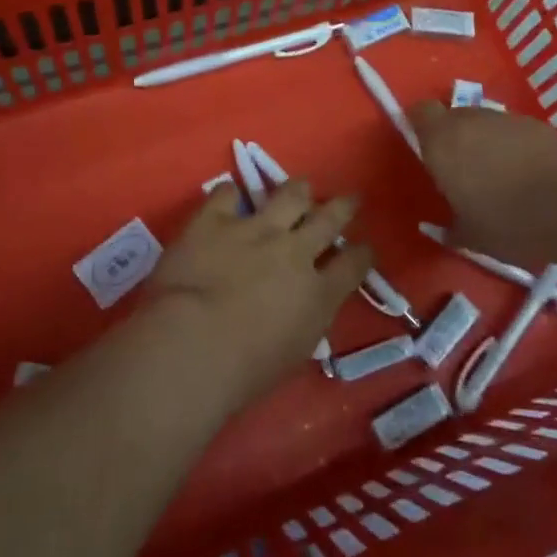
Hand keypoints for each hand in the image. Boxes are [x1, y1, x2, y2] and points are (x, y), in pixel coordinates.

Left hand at [151, 179, 374, 400]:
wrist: (193, 344)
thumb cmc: (244, 370)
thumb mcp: (294, 353)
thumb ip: (306, 320)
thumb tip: (306, 305)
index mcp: (318, 293)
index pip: (353, 265)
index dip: (362, 253)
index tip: (364, 248)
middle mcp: (294, 251)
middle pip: (329, 219)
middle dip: (344, 207)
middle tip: (350, 198)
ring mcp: (254, 229)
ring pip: (289, 195)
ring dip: (298, 190)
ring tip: (301, 186)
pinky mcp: (214, 220)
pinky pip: (226, 194)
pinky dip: (230, 194)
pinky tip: (230, 194)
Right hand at [412, 101, 556, 265]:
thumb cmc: (510, 222)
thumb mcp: (472, 237)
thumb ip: (450, 229)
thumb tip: (442, 230)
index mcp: (442, 142)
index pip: (420, 112)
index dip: (421, 127)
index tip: (426, 151)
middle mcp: (471, 120)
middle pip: (453, 116)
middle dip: (454, 138)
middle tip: (462, 172)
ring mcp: (507, 119)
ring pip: (485, 123)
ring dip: (485, 142)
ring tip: (498, 177)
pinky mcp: (539, 125)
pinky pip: (514, 132)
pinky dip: (514, 147)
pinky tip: (528, 176)